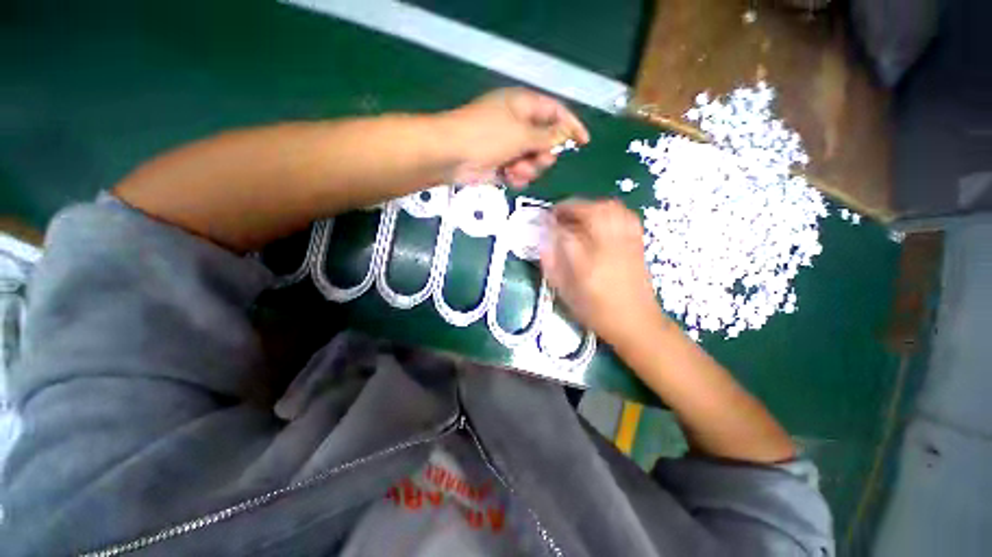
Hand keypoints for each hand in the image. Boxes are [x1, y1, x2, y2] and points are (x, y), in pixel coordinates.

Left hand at [438, 88, 589, 187]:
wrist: (452, 154)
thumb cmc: (487, 136)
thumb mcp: (521, 133)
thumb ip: (547, 136)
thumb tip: (566, 134)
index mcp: (523, 105)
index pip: (555, 112)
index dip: (571, 125)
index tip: (584, 142)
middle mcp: (517, 124)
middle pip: (545, 141)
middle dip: (544, 154)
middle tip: (538, 160)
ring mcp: (508, 145)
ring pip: (533, 160)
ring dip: (529, 168)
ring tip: (516, 170)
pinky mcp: (500, 164)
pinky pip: (519, 172)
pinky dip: (517, 176)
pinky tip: (509, 177)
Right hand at [540, 199, 668, 346]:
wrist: (635, 321)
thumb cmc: (595, 311)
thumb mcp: (565, 292)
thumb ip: (551, 264)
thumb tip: (543, 241)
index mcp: (586, 262)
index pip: (564, 231)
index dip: (552, 222)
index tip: (543, 222)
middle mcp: (607, 246)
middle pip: (589, 211)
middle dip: (570, 207)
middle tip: (557, 214)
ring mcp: (625, 240)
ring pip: (608, 207)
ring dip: (588, 205)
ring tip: (576, 214)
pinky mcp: (637, 240)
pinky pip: (623, 213)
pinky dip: (608, 208)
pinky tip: (599, 216)